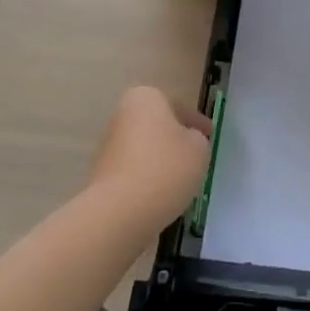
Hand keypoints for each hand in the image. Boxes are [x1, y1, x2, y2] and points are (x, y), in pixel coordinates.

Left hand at [88, 87, 211, 224]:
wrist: (119, 212)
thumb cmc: (165, 168)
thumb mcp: (199, 148)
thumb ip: (197, 139)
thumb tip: (188, 141)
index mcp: (145, 98)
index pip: (178, 105)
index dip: (197, 121)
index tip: (209, 136)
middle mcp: (121, 116)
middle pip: (157, 125)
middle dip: (174, 139)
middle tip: (195, 155)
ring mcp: (107, 146)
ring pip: (144, 149)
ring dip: (160, 160)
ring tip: (180, 180)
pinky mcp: (101, 176)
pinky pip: (133, 171)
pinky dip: (147, 179)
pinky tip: (161, 195)